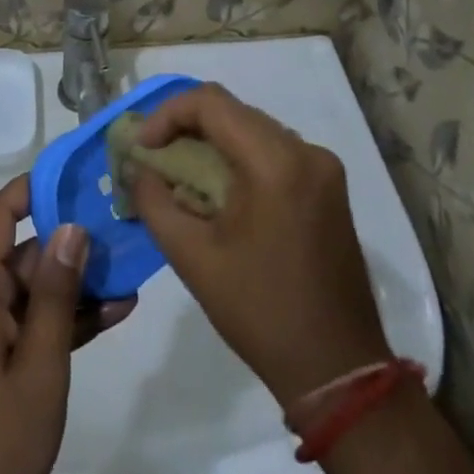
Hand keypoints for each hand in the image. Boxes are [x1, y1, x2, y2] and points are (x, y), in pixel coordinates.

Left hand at [0, 177, 134, 473]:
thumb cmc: (1, 441)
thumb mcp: (40, 365)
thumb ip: (56, 294)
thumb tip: (71, 227)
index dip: (30, 189)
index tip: (73, 173)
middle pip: (23, 253)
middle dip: (70, 242)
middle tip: (121, 228)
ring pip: (35, 288)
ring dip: (77, 283)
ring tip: (130, 269)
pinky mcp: (0, 356)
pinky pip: (35, 321)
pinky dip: (68, 317)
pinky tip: (117, 310)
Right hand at [129, 85, 390, 410]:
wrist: (337, 370)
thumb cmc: (260, 311)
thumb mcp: (192, 256)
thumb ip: (154, 200)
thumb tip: (136, 168)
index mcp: (275, 162)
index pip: (210, 102)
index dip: (167, 114)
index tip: (143, 148)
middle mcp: (306, 151)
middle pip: (232, 112)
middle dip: (186, 127)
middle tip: (153, 158)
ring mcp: (323, 168)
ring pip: (252, 129)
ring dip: (212, 142)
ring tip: (180, 175)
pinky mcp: (329, 187)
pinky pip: (274, 152)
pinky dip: (239, 159)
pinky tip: (218, 192)